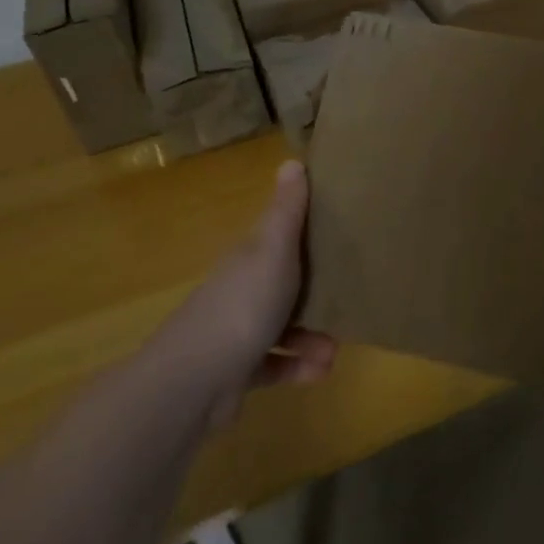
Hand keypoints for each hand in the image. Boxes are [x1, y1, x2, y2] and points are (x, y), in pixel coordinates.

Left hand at [156, 159, 335, 430]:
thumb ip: (287, 211)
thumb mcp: (273, 250)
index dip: (308, 230)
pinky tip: (320, 371)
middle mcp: (241, 288)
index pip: (279, 234)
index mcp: (250, 256)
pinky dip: (298, 366)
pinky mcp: (237, 369)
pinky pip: (276, 363)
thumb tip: (292, 160)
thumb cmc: (243, 305)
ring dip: (313, 336)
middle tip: (350, 298)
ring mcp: (236, 330)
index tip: (344, 231)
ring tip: (334, 350)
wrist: (193, 382)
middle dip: (319, 291)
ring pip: (283, 325)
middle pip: (285, 280)